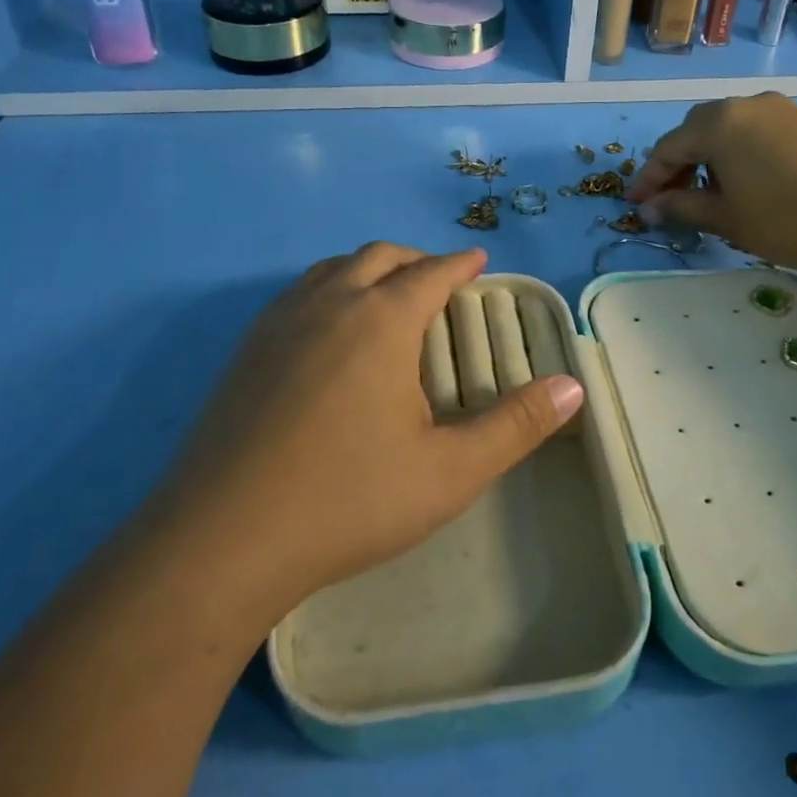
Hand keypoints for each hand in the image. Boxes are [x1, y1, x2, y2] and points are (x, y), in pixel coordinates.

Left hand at [166, 243, 583, 621]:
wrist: (222, 540)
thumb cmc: (348, 500)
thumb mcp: (449, 470)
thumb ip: (516, 425)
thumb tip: (574, 386)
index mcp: (379, 320)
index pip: (430, 273)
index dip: (459, 265)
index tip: (477, 261)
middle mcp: (327, 304)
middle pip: (378, 257)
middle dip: (414, 259)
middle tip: (438, 279)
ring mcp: (277, 324)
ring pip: (329, 270)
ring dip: (366, 269)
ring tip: (385, 296)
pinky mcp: (243, 352)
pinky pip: (295, 296)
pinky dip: (327, 291)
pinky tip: (327, 332)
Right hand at [627, 93, 796, 275]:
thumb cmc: (790, 218)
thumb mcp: (728, 219)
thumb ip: (682, 207)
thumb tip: (648, 208)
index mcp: (717, 124)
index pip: (666, 149)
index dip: (647, 180)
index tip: (634, 206)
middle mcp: (745, 105)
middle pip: (695, 131)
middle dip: (676, 166)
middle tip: (669, 200)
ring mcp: (780, 109)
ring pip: (727, 130)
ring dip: (708, 160)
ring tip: (708, 195)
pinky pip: (755, 133)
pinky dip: (737, 155)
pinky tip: (746, 183)